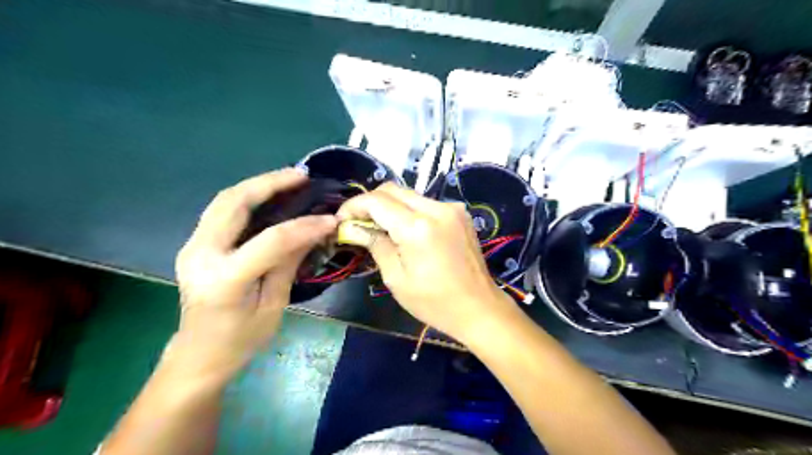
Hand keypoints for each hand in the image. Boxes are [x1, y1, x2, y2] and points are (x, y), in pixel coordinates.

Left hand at [171, 168, 336, 380]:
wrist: (197, 355)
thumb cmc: (240, 340)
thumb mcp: (274, 305)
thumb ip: (289, 263)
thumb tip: (314, 231)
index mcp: (225, 279)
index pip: (271, 240)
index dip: (305, 226)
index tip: (330, 218)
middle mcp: (201, 254)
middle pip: (234, 203)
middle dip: (270, 183)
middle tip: (302, 175)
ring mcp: (192, 246)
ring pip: (224, 200)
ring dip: (258, 185)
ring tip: (289, 179)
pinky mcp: (195, 244)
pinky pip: (222, 210)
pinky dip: (247, 197)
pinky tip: (269, 195)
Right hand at [338, 181, 516, 343]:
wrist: (479, 307)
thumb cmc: (435, 302)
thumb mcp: (396, 278)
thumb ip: (375, 244)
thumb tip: (353, 227)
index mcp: (418, 227)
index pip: (376, 201)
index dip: (354, 206)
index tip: (342, 220)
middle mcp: (436, 209)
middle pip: (393, 190)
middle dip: (370, 202)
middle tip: (358, 223)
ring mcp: (451, 208)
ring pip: (409, 195)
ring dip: (390, 206)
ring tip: (380, 228)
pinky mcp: (460, 213)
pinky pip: (426, 203)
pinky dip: (410, 211)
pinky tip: (406, 230)